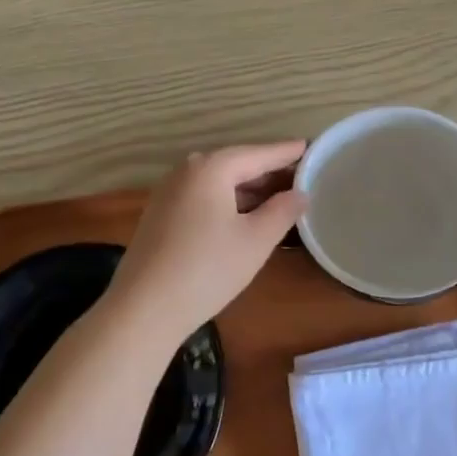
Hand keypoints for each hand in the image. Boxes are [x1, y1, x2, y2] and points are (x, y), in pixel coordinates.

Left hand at [105, 142, 308, 346]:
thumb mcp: (256, 240)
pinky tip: (244, 216)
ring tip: (280, 197)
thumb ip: (282, 211)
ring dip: (249, 189)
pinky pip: (203, 197)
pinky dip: (228, 201)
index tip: (311, 147)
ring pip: (218, 182)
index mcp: (211, 168)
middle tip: (302, 177)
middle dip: (268, 171)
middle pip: (236, 164)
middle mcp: (186, 171)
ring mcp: (169, 192)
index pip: (258, 153)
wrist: (144, 308)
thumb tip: (300, 193)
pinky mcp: (160, 214)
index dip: (287, 152)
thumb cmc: (208, 269)